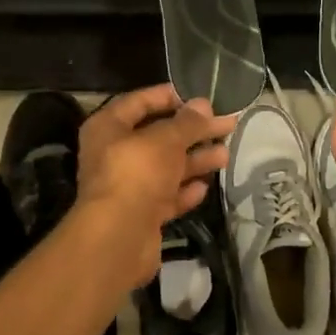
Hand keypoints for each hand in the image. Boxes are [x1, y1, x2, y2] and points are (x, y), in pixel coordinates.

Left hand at [68, 85, 236, 289]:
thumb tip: (203, 105)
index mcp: (108, 128)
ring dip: (195, 160)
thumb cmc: (137, 173)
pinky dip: (184, 190)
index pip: (139, 102)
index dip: (169, 96)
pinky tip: (204, 187)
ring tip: (225, 155)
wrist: (118, 238)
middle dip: (193, 131)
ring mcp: (127, 186)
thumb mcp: (166, 139)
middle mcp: (114, 154)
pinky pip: (166, 196)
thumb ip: (187, 122)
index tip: (199, 97)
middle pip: (158, 136)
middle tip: (227, 125)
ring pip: (166, 167)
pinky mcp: (140, 214)